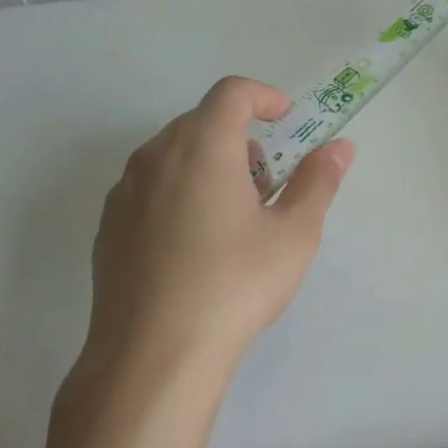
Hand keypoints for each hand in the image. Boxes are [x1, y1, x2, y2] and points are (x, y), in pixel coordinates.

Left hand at [75, 75, 353, 393]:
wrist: (154, 355)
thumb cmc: (235, 285)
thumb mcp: (294, 234)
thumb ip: (318, 181)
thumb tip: (340, 148)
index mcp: (201, 146)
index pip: (232, 92)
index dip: (265, 97)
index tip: (287, 122)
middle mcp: (154, 157)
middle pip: (201, 122)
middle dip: (241, 139)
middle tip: (268, 185)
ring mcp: (123, 192)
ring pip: (172, 156)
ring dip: (209, 166)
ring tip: (234, 219)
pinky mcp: (107, 227)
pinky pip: (150, 189)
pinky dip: (179, 194)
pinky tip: (195, 247)